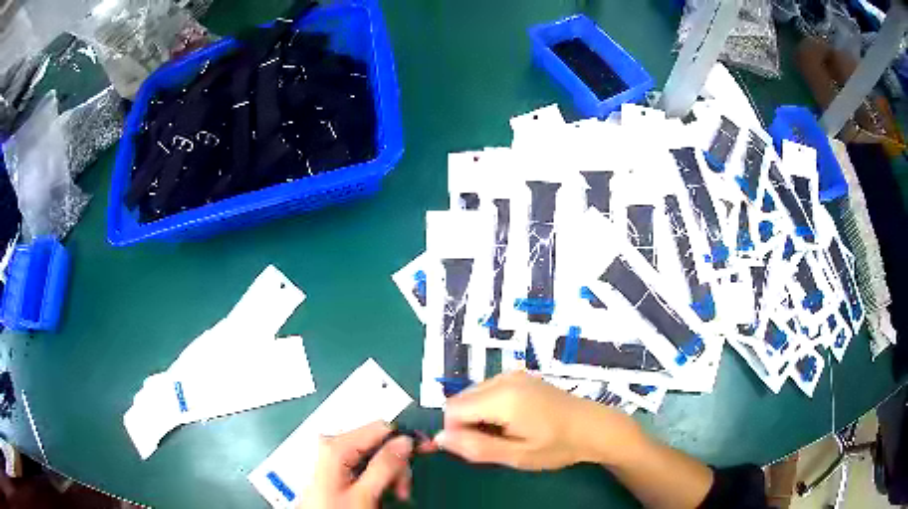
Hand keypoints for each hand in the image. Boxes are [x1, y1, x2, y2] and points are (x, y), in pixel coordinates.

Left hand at [302, 421, 414, 508]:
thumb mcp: (364, 493)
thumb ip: (384, 466)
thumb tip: (404, 441)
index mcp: (336, 445)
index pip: (381, 427)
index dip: (406, 438)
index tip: (426, 450)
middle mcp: (333, 444)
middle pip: (379, 443)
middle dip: (396, 465)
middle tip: (402, 490)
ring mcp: (333, 456)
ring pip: (375, 455)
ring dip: (390, 474)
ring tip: (393, 495)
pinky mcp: (336, 467)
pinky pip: (365, 464)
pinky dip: (378, 477)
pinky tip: (380, 492)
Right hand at [437, 371, 640, 470]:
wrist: (593, 427)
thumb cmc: (557, 445)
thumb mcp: (517, 455)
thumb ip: (476, 447)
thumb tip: (439, 438)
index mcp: (502, 397)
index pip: (452, 409)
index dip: (457, 431)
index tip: (477, 447)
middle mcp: (503, 378)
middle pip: (460, 400)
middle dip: (467, 423)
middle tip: (495, 443)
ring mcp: (512, 374)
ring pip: (472, 395)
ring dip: (477, 416)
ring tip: (506, 432)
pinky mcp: (520, 376)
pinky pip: (487, 390)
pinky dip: (489, 407)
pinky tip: (512, 420)